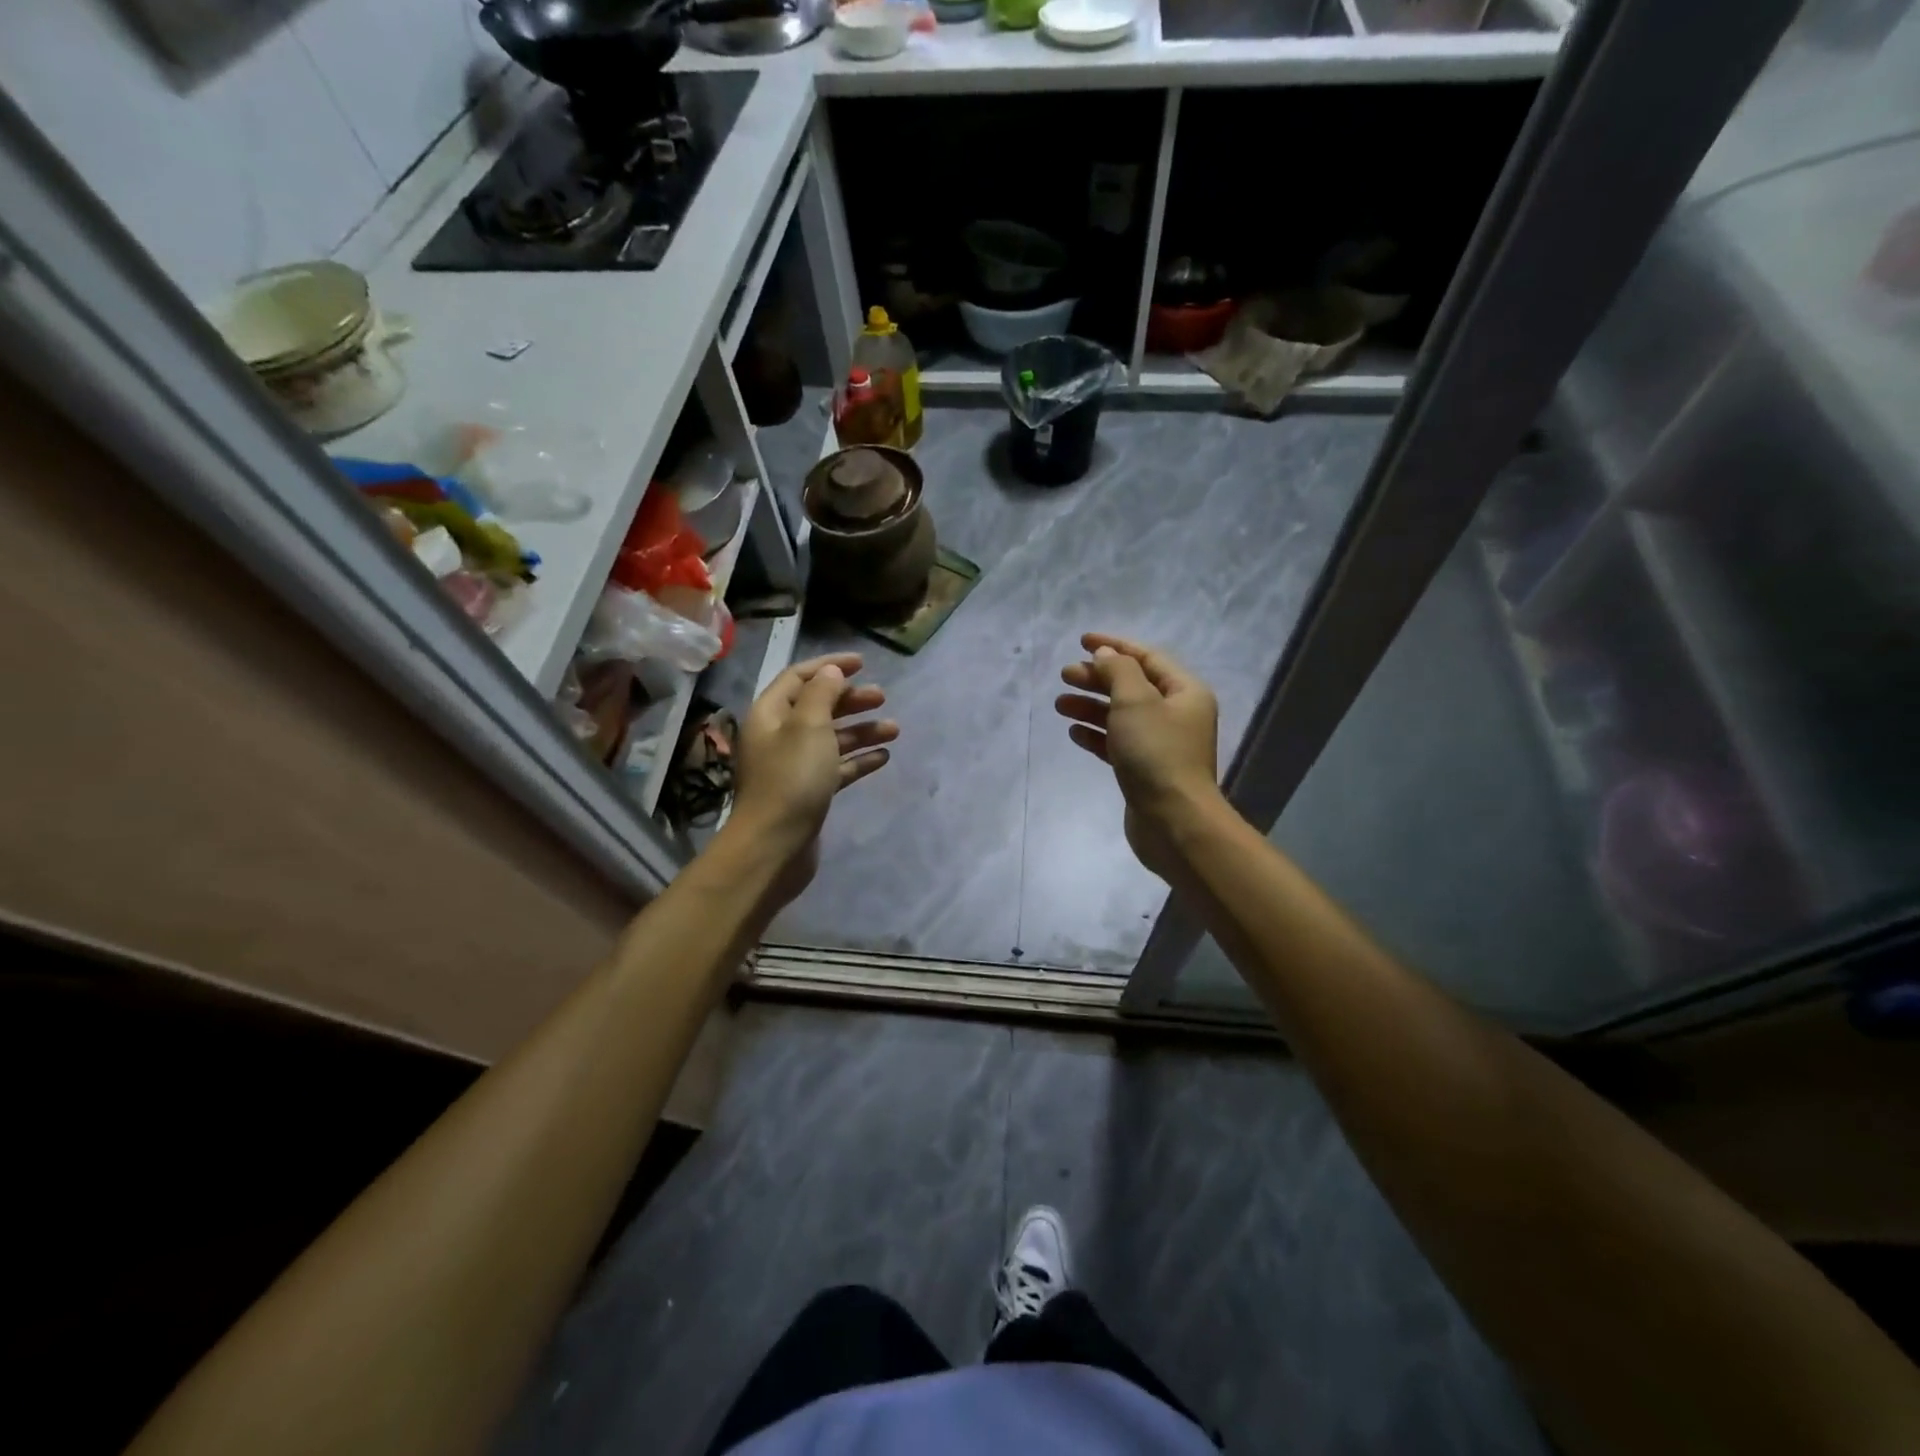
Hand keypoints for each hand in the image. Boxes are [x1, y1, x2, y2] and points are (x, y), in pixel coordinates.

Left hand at [726, 653, 896, 906]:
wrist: (774, 846)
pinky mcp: (808, 792)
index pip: (799, 677)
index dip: (829, 666)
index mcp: (770, 714)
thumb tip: (831, 672)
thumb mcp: (809, 727)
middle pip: (817, 707)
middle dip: (850, 699)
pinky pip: (836, 767)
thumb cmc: (791, 779)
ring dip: (861, 730)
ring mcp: (793, 766)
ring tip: (894, 729)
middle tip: (882, 697)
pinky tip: (883, 757)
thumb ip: (822, 694)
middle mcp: (778, 736)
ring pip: (830, 738)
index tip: (862, 662)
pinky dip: (858, 759)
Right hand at [1056, 633, 1220, 879]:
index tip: (1081, 641)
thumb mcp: (1135, 701)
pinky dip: (1097, 734)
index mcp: (1184, 692)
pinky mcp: (1145, 770)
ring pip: (1121, 715)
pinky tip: (1074, 732)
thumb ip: (1118, 671)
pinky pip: (1118, 743)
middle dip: (1097, 677)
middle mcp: (1176, 714)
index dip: (1114, 646)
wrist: (1173, 821)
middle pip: (1132, 685)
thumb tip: (1105, 655)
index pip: (1147, 657)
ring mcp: (1161, 744)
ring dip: (1091, 706)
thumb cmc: (1156, 753)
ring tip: (1060, 704)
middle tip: (1064, 675)